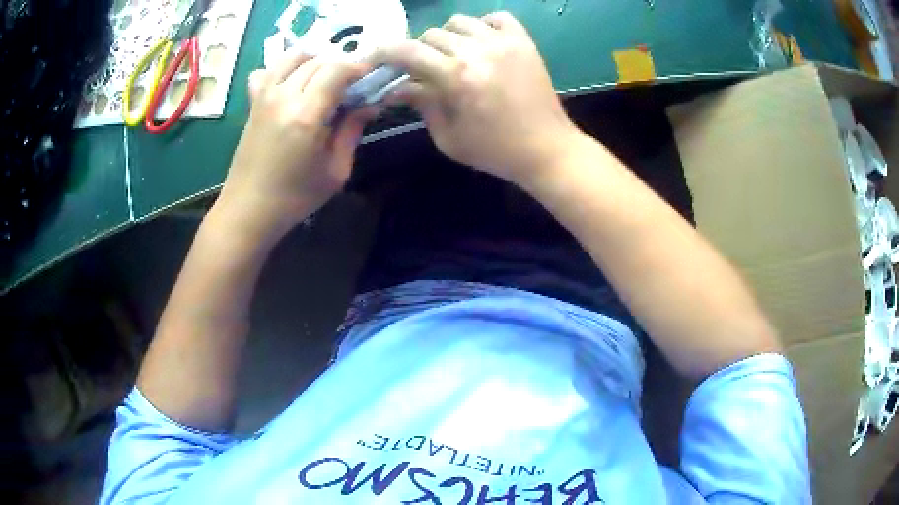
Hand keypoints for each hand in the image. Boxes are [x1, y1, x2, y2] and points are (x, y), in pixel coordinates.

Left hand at [217, 52, 375, 241]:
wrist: (248, 210)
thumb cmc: (294, 197)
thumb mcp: (335, 171)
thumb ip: (352, 131)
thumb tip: (369, 105)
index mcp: (306, 115)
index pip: (336, 69)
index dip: (357, 67)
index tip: (369, 77)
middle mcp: (283, 97)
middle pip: (317, 60)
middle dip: (339, 64)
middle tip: (351, 82)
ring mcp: (264, 97)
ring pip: (292, 57)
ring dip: (314, 59)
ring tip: (325, 76)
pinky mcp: (253, 103)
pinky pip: (268, 71)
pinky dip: (284, 68)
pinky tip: (292, 83)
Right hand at [375, 12, 582, 185]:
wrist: (546, 150)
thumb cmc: (495, 151)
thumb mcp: (448, 138)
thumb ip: (422, 105)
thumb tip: (399, 86)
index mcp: (456, 77)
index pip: (408, 51)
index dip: (386, 52)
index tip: (377, 58)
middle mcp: (477, 51)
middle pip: (432, 34)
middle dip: (420, 51)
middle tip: (424, 69)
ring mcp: (504, 43)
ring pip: (460, 21)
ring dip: (448, 36)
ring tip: (453, 55)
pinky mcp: (524, 42)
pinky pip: (497, 17)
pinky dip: (483, 25)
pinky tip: (482, 43)